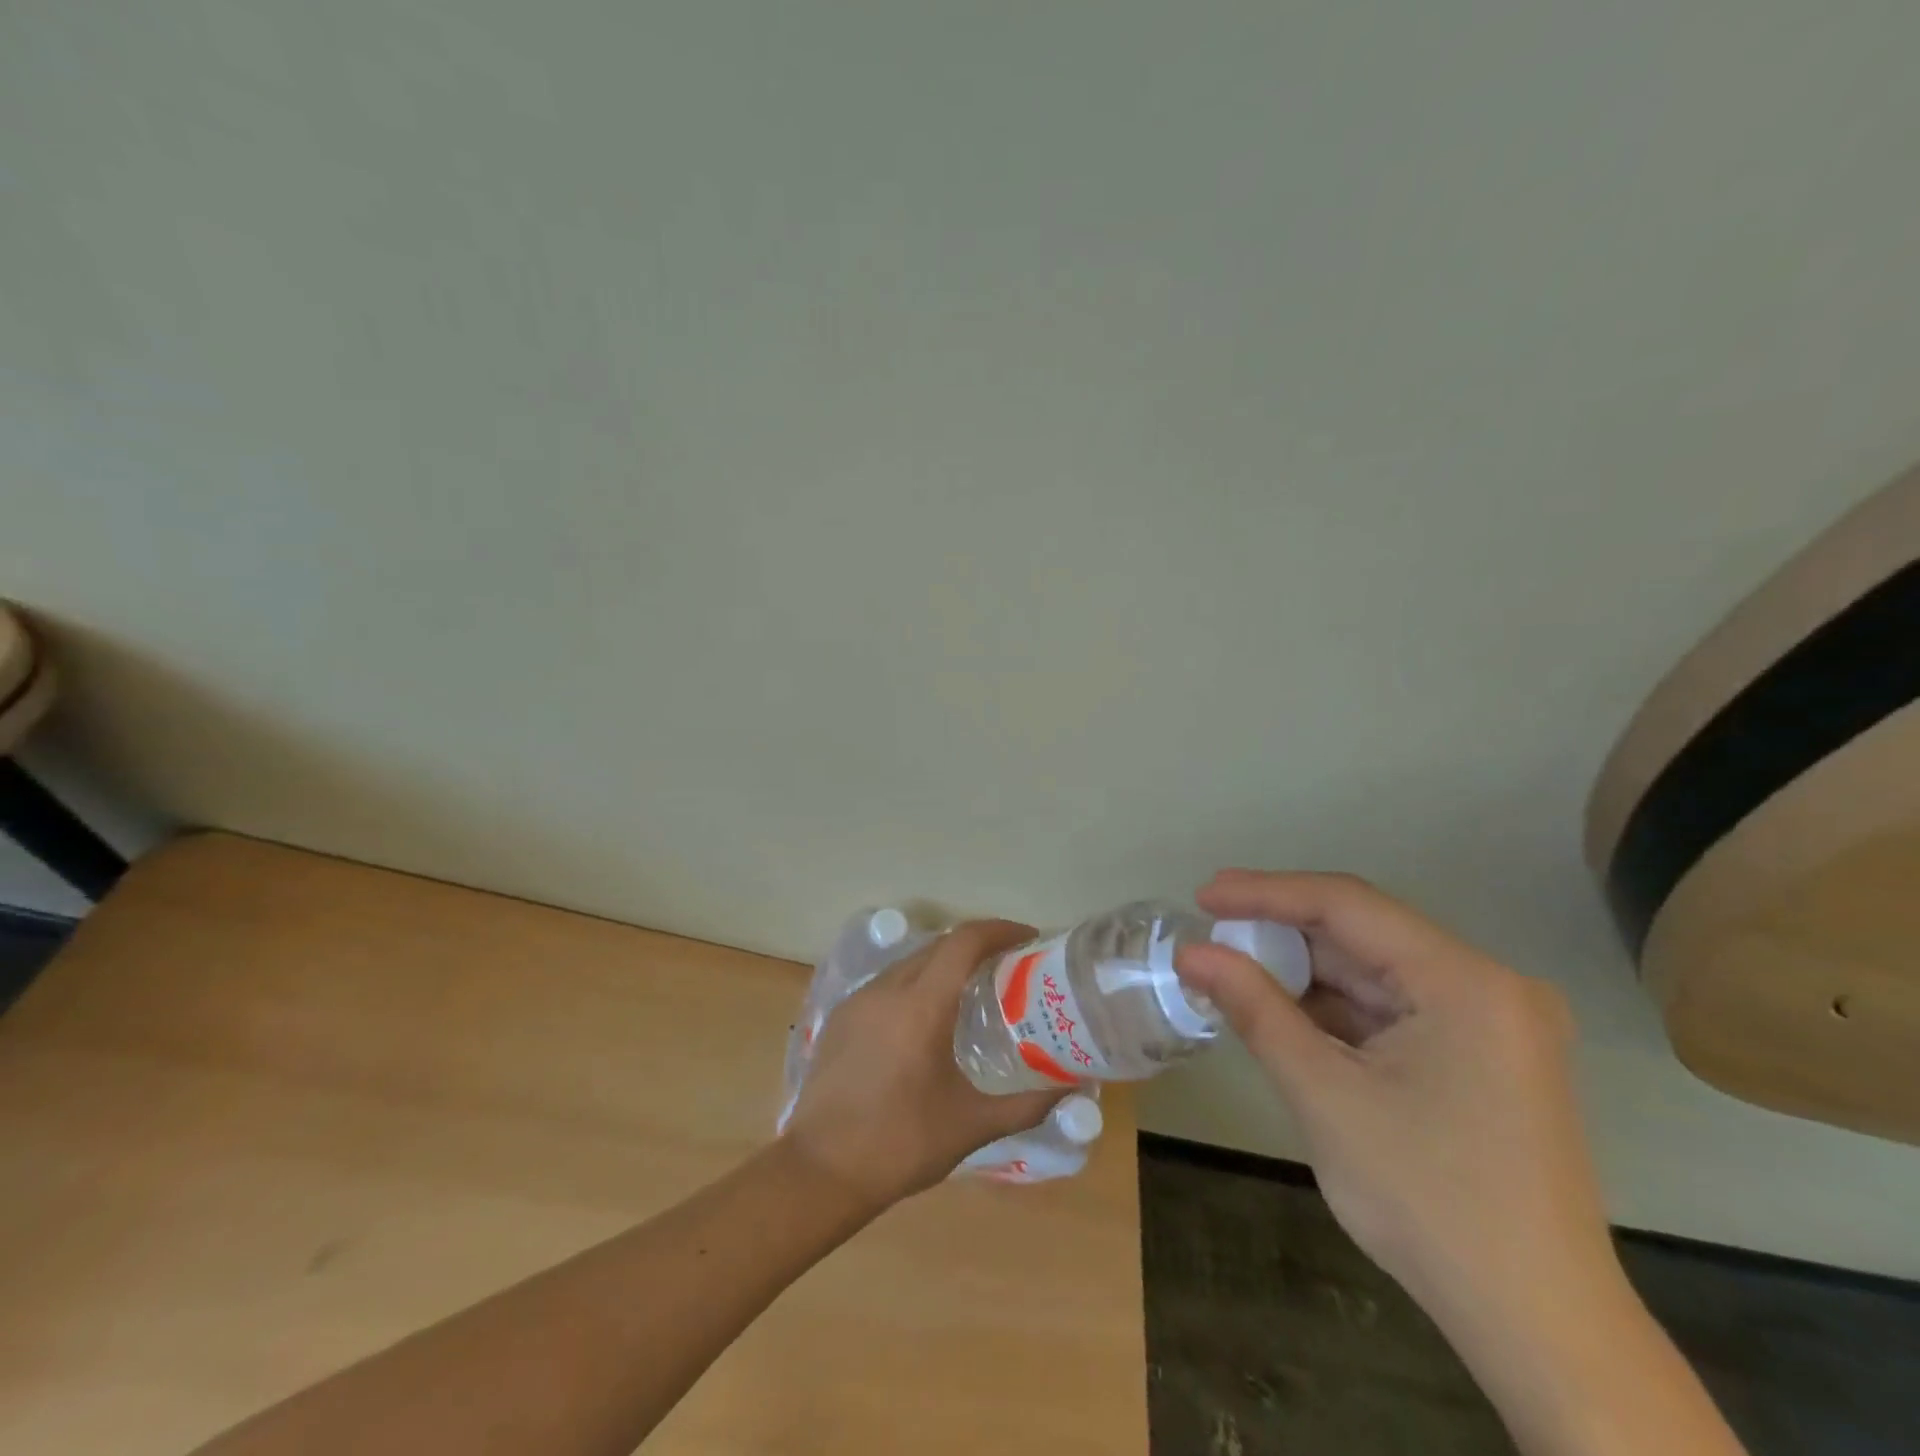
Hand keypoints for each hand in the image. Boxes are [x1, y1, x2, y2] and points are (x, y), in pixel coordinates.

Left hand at [781, 920, 1062, 1208]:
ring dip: (943, 963)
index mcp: (922, 1005)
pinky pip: (887, 983)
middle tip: (1008, 966)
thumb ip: (1026, 1106)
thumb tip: (1071, 1091)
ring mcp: (859, 1000)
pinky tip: (925, 1018)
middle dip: (976, 945)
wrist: (820, 1170)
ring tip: (971, 990)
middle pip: (939, 946)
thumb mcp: (971, 1126)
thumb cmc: (901, 1144)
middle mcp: (888, 989)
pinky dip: (915, 983)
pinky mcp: (841, 1016)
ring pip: (910, 962)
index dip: (999, 930)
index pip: (964, 941)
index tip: (1028, 937)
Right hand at [1175, 870, 1615, 1321]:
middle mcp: (1489, 986)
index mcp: (1466, 982)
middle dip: (1283, 933)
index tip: (1203, 897)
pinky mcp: (1482, 1056)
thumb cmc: (1428, 1202)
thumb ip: (1255, 1009)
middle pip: (1364, 935)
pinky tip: (1284, 1011)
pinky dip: (1335, 1008)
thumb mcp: (1325, 1095)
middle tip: (1211, 932)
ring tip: (1234, 970)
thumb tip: (1191, 954)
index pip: (1348, 906)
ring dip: (1305, 972)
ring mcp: (1491, 1023)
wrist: (1538, 1328)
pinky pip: (1393, 1008)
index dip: (1267, 893)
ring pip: (1375, 971)